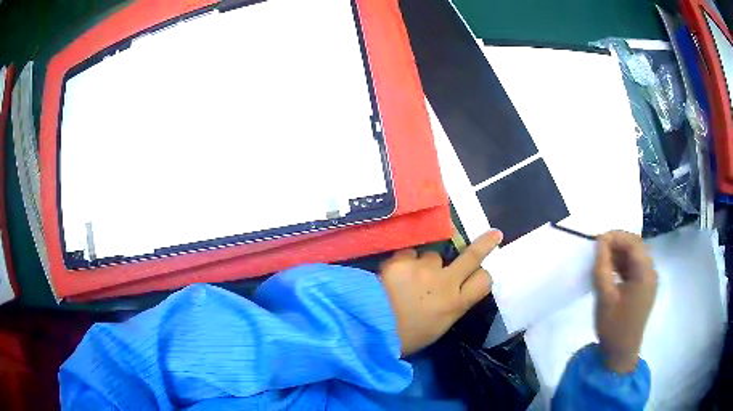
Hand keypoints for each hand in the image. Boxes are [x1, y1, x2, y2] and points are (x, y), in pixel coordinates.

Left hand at [379, 230, 502, 356]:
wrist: (369, 330)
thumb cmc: (405, 336)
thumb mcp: (438, 327)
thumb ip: (450, 305)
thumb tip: (452, 289)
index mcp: (455, 304)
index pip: (484, 281)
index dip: (482, 274)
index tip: (480, 271)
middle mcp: (445, 282)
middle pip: (472, 257)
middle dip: (485, 244)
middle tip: (493, 234)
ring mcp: (424, 269)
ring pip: (433, 255)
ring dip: (425, 264)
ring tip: (408, 280)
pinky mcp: (402, 260)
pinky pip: (409, 254)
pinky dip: (404, 262)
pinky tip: (393, 276)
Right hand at [593, 231, 657, 372]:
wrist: (621, 353)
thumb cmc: (613, 326)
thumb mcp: (604, 297)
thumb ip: (602, 267)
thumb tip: (600, 242)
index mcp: (645, 273)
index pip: (633, 243)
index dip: (615, 236)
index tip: (597, 240)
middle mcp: (651, 273)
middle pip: (636, 247)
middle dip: (618, 243)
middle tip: (599, 248)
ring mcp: (649, 281)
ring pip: (636, 257)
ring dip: (620, 254)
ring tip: (602, 259)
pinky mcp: (645, 289)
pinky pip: (635, 268)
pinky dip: (623, 265)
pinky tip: (611, 271)